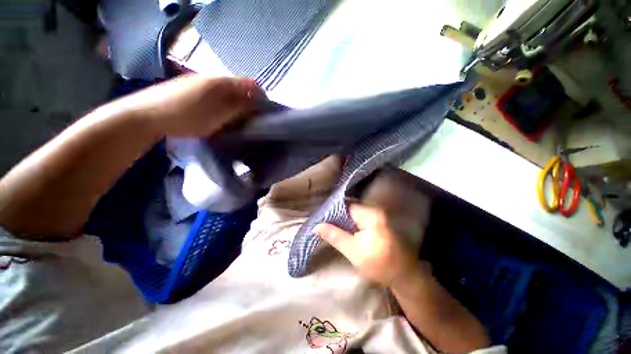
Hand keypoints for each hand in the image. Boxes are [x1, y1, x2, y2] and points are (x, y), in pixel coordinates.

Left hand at [112, 75, 264, 137]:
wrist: (147, 115)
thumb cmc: (187, 115)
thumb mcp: (219, 114)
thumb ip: (241, 106)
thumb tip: (259, 100)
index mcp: (222, 82)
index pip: (252, 85)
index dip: (262, 98)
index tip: (265, 114)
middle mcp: (214, 79)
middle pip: (241, 88)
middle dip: (250, 102)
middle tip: (252, 120)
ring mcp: (201, 83)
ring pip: (229, 92)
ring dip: (237, 104)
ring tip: (237, 120)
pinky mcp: (192, 90)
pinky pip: (216, 96)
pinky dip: (224, 105)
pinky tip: (219, 116)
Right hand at [315, 204, 418, 287]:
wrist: (404, 276)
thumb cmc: (380, 265)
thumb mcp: (354, 252)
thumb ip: (335, 236)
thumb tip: (316, 226)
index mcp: (371, 215)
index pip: (345, 207)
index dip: (332, 214)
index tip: (321, 221)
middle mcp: (375, 211)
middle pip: (349, 209)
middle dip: (337, 218)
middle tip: (323, 226)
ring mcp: (378, 216)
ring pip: (354, 214)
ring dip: (343, 222)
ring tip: (330, 228)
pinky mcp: (378, 222)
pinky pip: (360, 219)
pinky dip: (351, 224)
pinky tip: (344, 231)